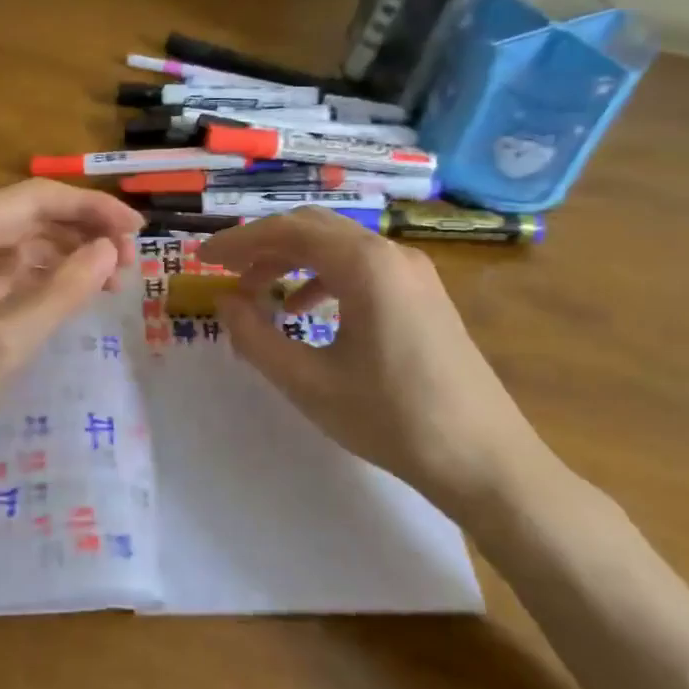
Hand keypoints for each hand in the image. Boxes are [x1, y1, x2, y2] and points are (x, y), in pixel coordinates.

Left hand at [0, 180, 143, 482]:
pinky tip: (70, 294)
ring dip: (66, 255)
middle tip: (132, 263)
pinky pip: (5, 269)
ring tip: (111, 280)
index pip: (38, 199)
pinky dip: (42, 277)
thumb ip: (61, 293)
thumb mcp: (3, 342)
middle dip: (83, 232)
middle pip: (30, 215)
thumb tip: (111, 251)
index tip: (139, 232)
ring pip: (21, 242)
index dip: (93, 209)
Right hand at [200, 207, 545, 524]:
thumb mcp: (308, 383)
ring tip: (257, 292)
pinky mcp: (423, 294)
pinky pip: (361, 267)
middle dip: (263, 245)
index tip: (202, 259)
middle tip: (225, 271)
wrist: (485, 460)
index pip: (287, 231)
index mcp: (364, 265)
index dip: (238, 241)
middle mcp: (391, 254)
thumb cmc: (391, 419)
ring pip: (337, 246)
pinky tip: (304, 309)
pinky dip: (322, 277)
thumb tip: (225, 303)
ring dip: (291, 261)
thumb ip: (255, 337)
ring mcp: (413, 272)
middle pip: (313, 228)